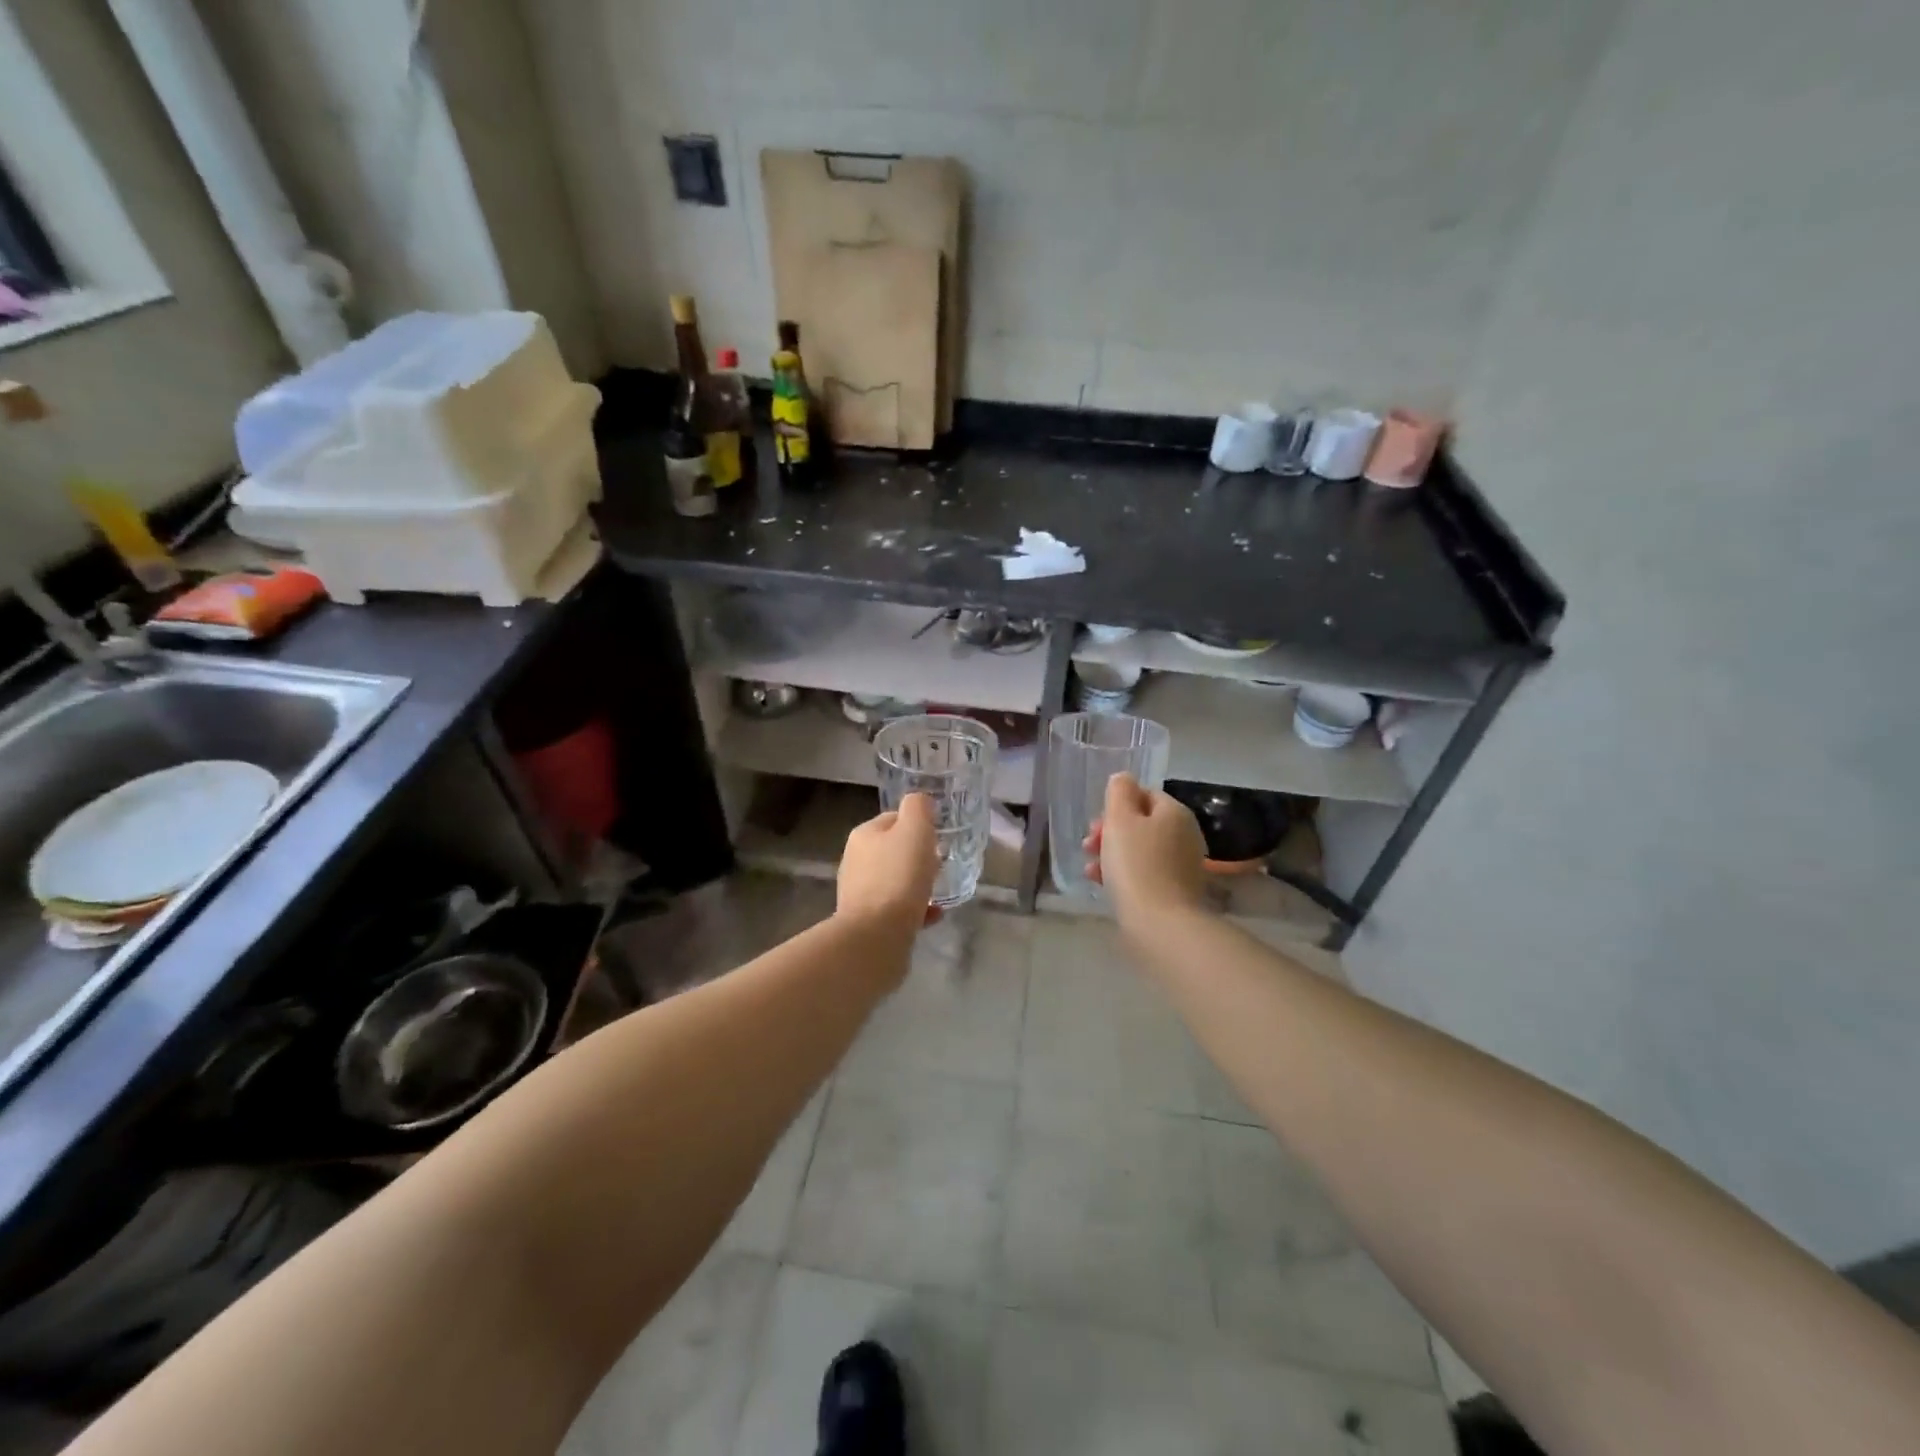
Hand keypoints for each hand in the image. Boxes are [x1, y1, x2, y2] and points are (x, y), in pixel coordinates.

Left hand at [837, 793, 940, 938]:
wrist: (876, 937)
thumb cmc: (898, 877)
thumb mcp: (915, 830)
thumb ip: (918, 808)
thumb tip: (920, 801)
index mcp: (864, 835)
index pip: (893, 819)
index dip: (918, 824)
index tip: (939, 837)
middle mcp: (855, 861)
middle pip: (893, 851)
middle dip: (918, 856)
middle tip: (941, 863)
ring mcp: (859, 893)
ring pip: (895, 880)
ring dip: (917, 884)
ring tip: (940, 890)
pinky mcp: (867, 921)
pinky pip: (897, 908)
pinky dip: (916, 909)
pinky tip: (933, 915)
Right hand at [1083, 773, 1209, 930]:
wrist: (1160, 923)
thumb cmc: (1136, 864)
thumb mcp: (1120, 820)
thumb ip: (1119, 792)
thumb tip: (1123, 779)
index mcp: (1174, 813)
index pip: (1144, 795)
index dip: (1116, 806)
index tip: (1095, 825)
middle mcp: (1184, 834)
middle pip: (1141, 823)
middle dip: (1110, 832)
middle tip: (1088, 845)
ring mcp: (1182, 864)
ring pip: (1140, 849)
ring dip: (1112, 854)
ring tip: (1090, 868)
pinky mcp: (1176, 890)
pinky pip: (1145, 872)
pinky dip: (1124, 873)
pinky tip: (1102, 884)